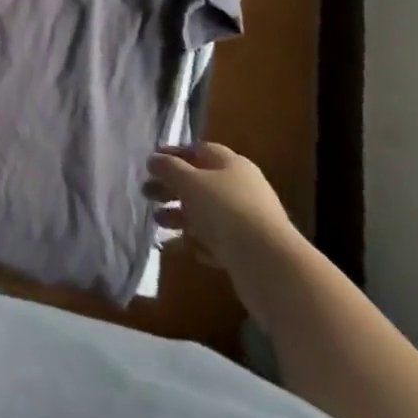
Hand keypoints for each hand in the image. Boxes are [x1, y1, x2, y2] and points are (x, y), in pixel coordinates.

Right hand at [147, 142, 302, 277]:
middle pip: (200, 182)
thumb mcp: (189, 182)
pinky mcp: (248, 250)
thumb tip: (154, 159)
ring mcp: (247, 221)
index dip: (173, 154)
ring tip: (158, 222)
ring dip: (180, 216)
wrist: (271, 266)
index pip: (199, 150)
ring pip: (206, 213)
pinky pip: (217, 240)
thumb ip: (168, 168)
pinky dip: (198, 242)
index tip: (151, 164)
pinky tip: (185, 248)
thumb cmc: (226, 211)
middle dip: (172, 188)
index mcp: (232, 165)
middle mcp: (242, 188)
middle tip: (146, 194)